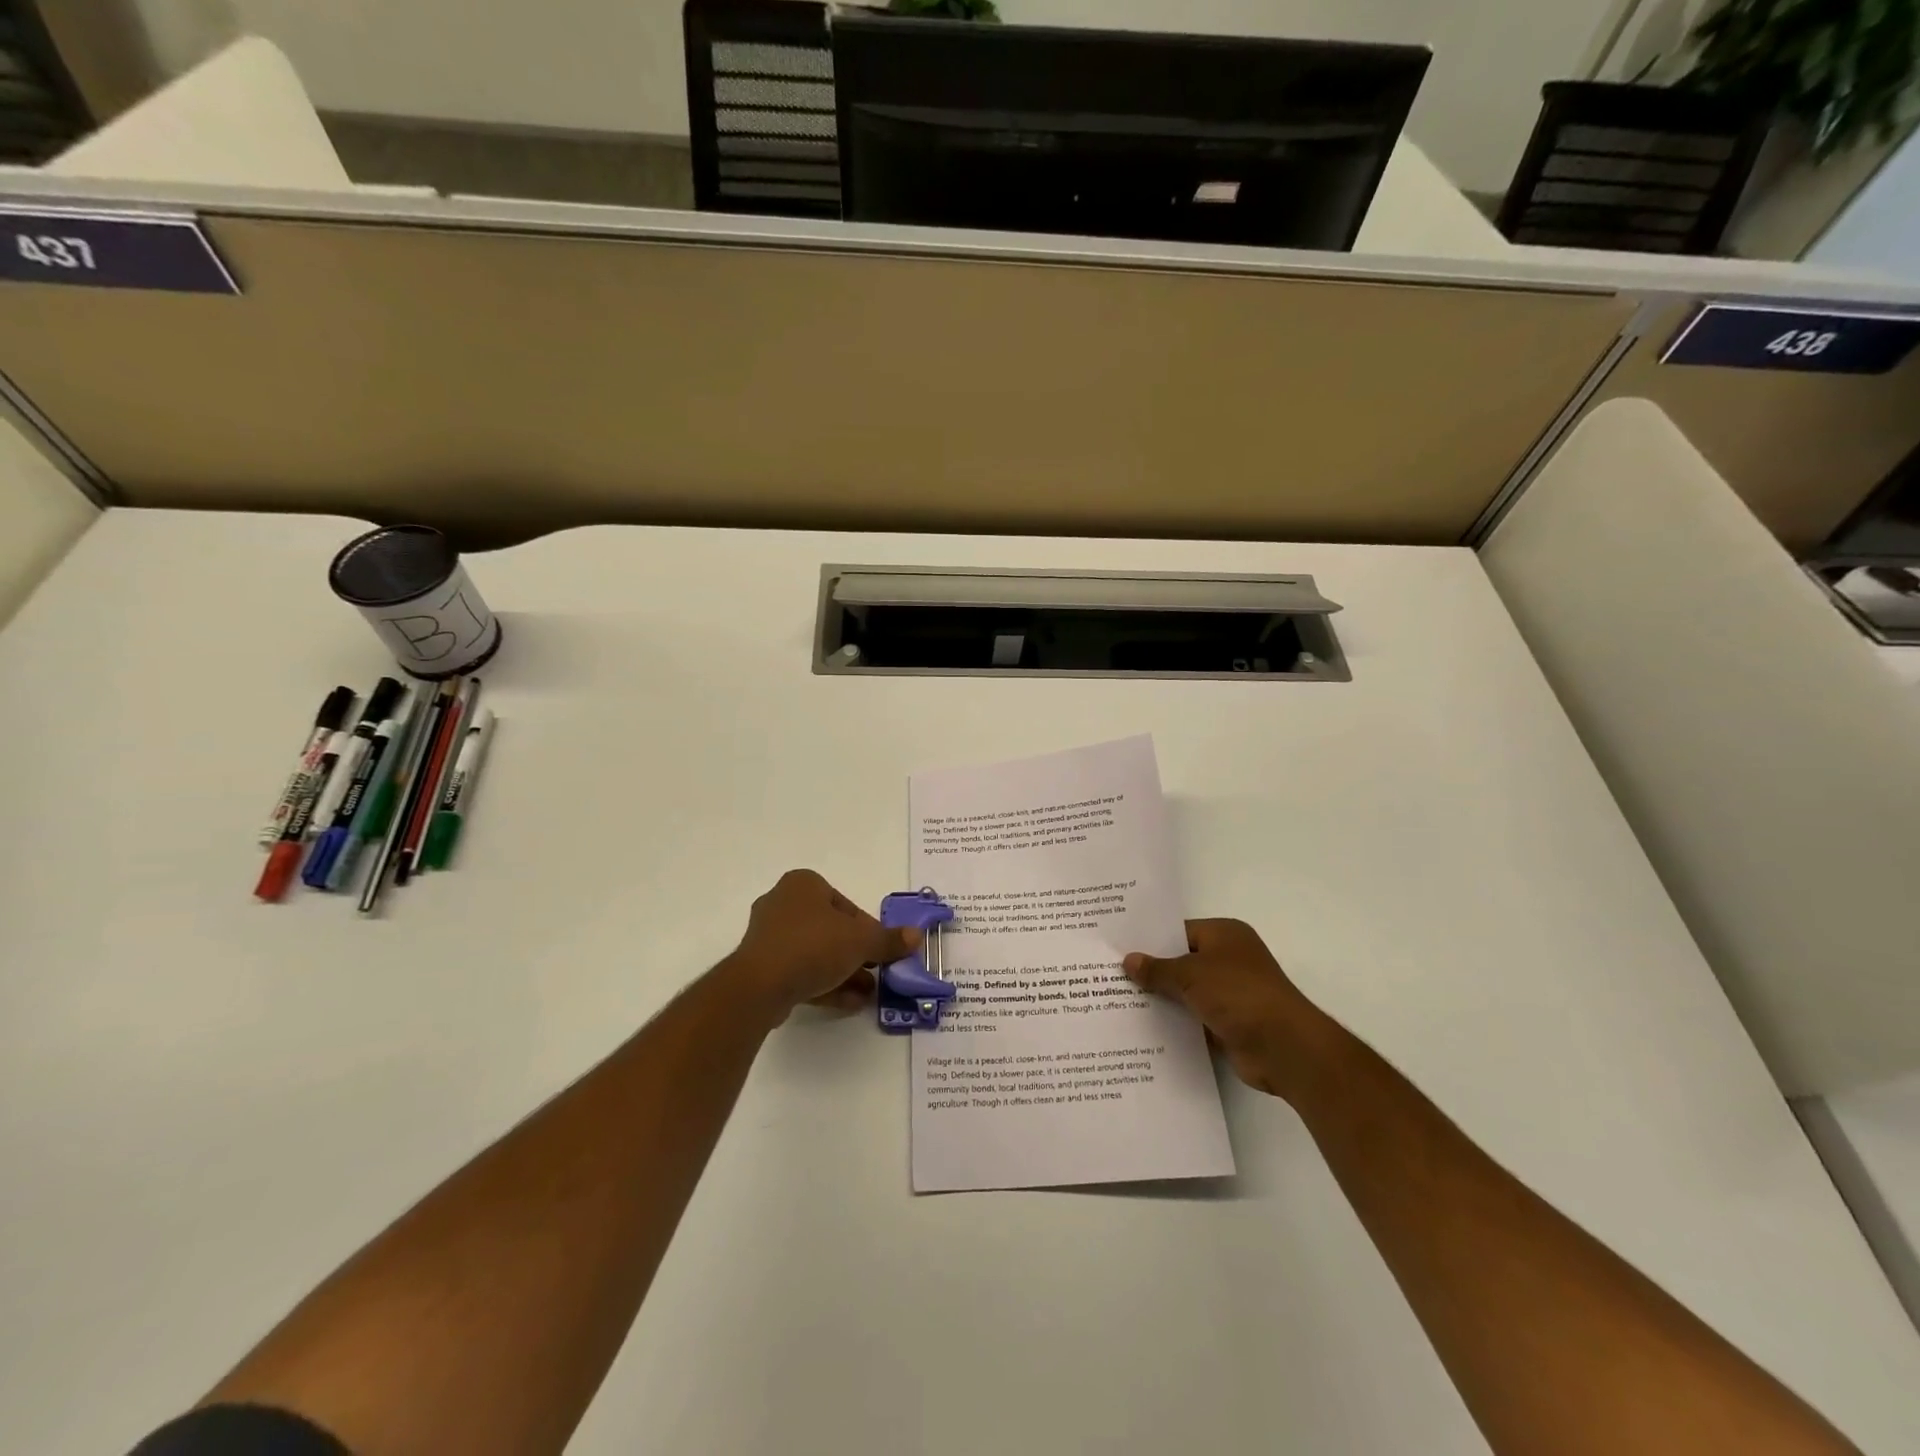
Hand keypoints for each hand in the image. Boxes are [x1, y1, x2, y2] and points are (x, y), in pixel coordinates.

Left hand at [720, 869, 920, 1022]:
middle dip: (857, 954)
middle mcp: (783, 903)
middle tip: (877, 972)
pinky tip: (849, 1003)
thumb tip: (916, 936)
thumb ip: (888, 940)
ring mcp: (769, 937)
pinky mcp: (761, 967)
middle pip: (832, 930)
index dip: (869, 931)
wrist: (760, 986)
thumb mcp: (860, 941)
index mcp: (804, 884)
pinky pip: (800, 971)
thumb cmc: (813, 946)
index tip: (883, 952)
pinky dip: (824, 983)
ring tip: (869, 993)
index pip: (847, 906)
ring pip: (816, 953)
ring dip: (844, 972)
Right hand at [1124, 919, 1327, 1100]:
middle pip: (1182, 961)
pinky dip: (1175, 1022)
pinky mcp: (1229, 1023)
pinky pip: (1194, 1018)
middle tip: (1110, 974)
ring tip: (1117, 1000)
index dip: (1150, 940)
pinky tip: (1143, 1027)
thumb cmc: (1239, 994)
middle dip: (1152, 971)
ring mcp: (1230, 993)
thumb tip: (1128, 960)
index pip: (1179, 931)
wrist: (1284, 1048)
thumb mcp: (1191, 975)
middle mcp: (1229, 959)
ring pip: (1186, 992)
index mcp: (1225, 934)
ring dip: (1162, 999)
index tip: (1118, 947)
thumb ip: (1158, 969)